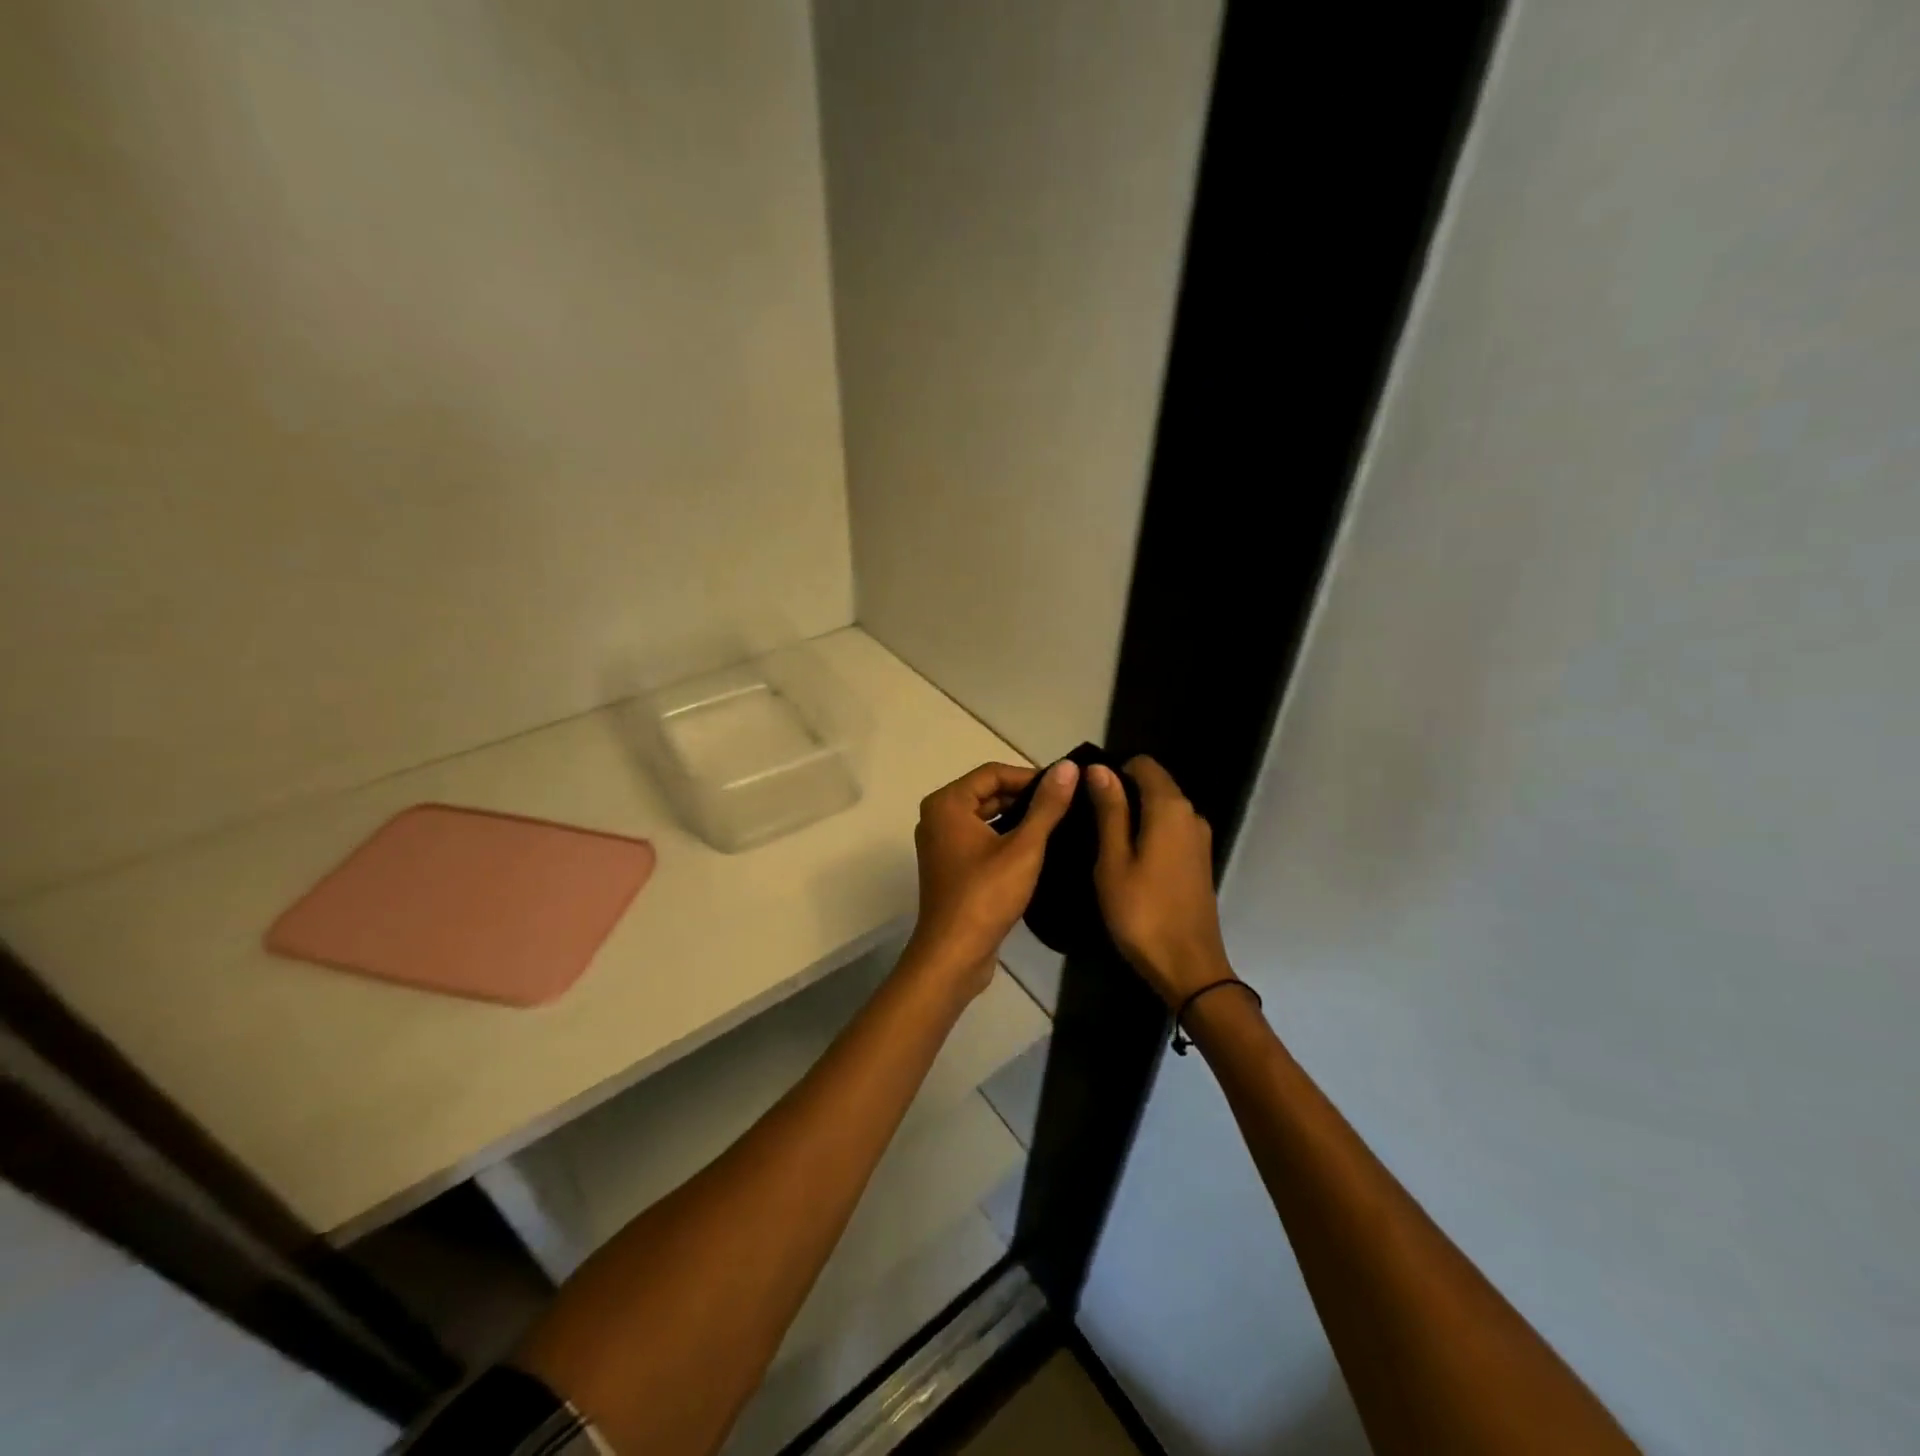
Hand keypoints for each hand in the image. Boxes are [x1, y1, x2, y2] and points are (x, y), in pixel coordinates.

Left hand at [905, 760, 1078, 995]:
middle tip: (1066, 805)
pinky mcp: (950, 866)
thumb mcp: (1024, 848)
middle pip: (987, 793)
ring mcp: (941, 843)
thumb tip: (1068, 767)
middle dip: (1025, 797)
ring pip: (985, 817)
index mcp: (947, 804)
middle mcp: (938, 817)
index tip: (1065, 787)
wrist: (954, 954)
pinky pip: (980, 839)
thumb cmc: (986, 895)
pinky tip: (1037, 849)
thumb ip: (1047, 806)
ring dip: (1018, 819)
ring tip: (1058, 825)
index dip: (1030, 776)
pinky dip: (1005, 839)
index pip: (993, 773)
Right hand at [1087, 757, 1231, 1005]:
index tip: (1086, 797)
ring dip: (1133, 816)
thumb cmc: (1141, 911)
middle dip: (1121, 793)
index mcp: (1170, 807)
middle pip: (1154, 784)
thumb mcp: (1113, 859)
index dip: (1112, 772)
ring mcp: (1199, 838)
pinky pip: (1169, 830)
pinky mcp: (1199, 860)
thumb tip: (1099, 768)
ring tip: (1102, 844)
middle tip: (1087, 823)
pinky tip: (1127, 861)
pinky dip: (1148, 834)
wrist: (1188, 967)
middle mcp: (1191, 814)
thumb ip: (1109, 810)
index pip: (1143, 764)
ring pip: (1161, 809)